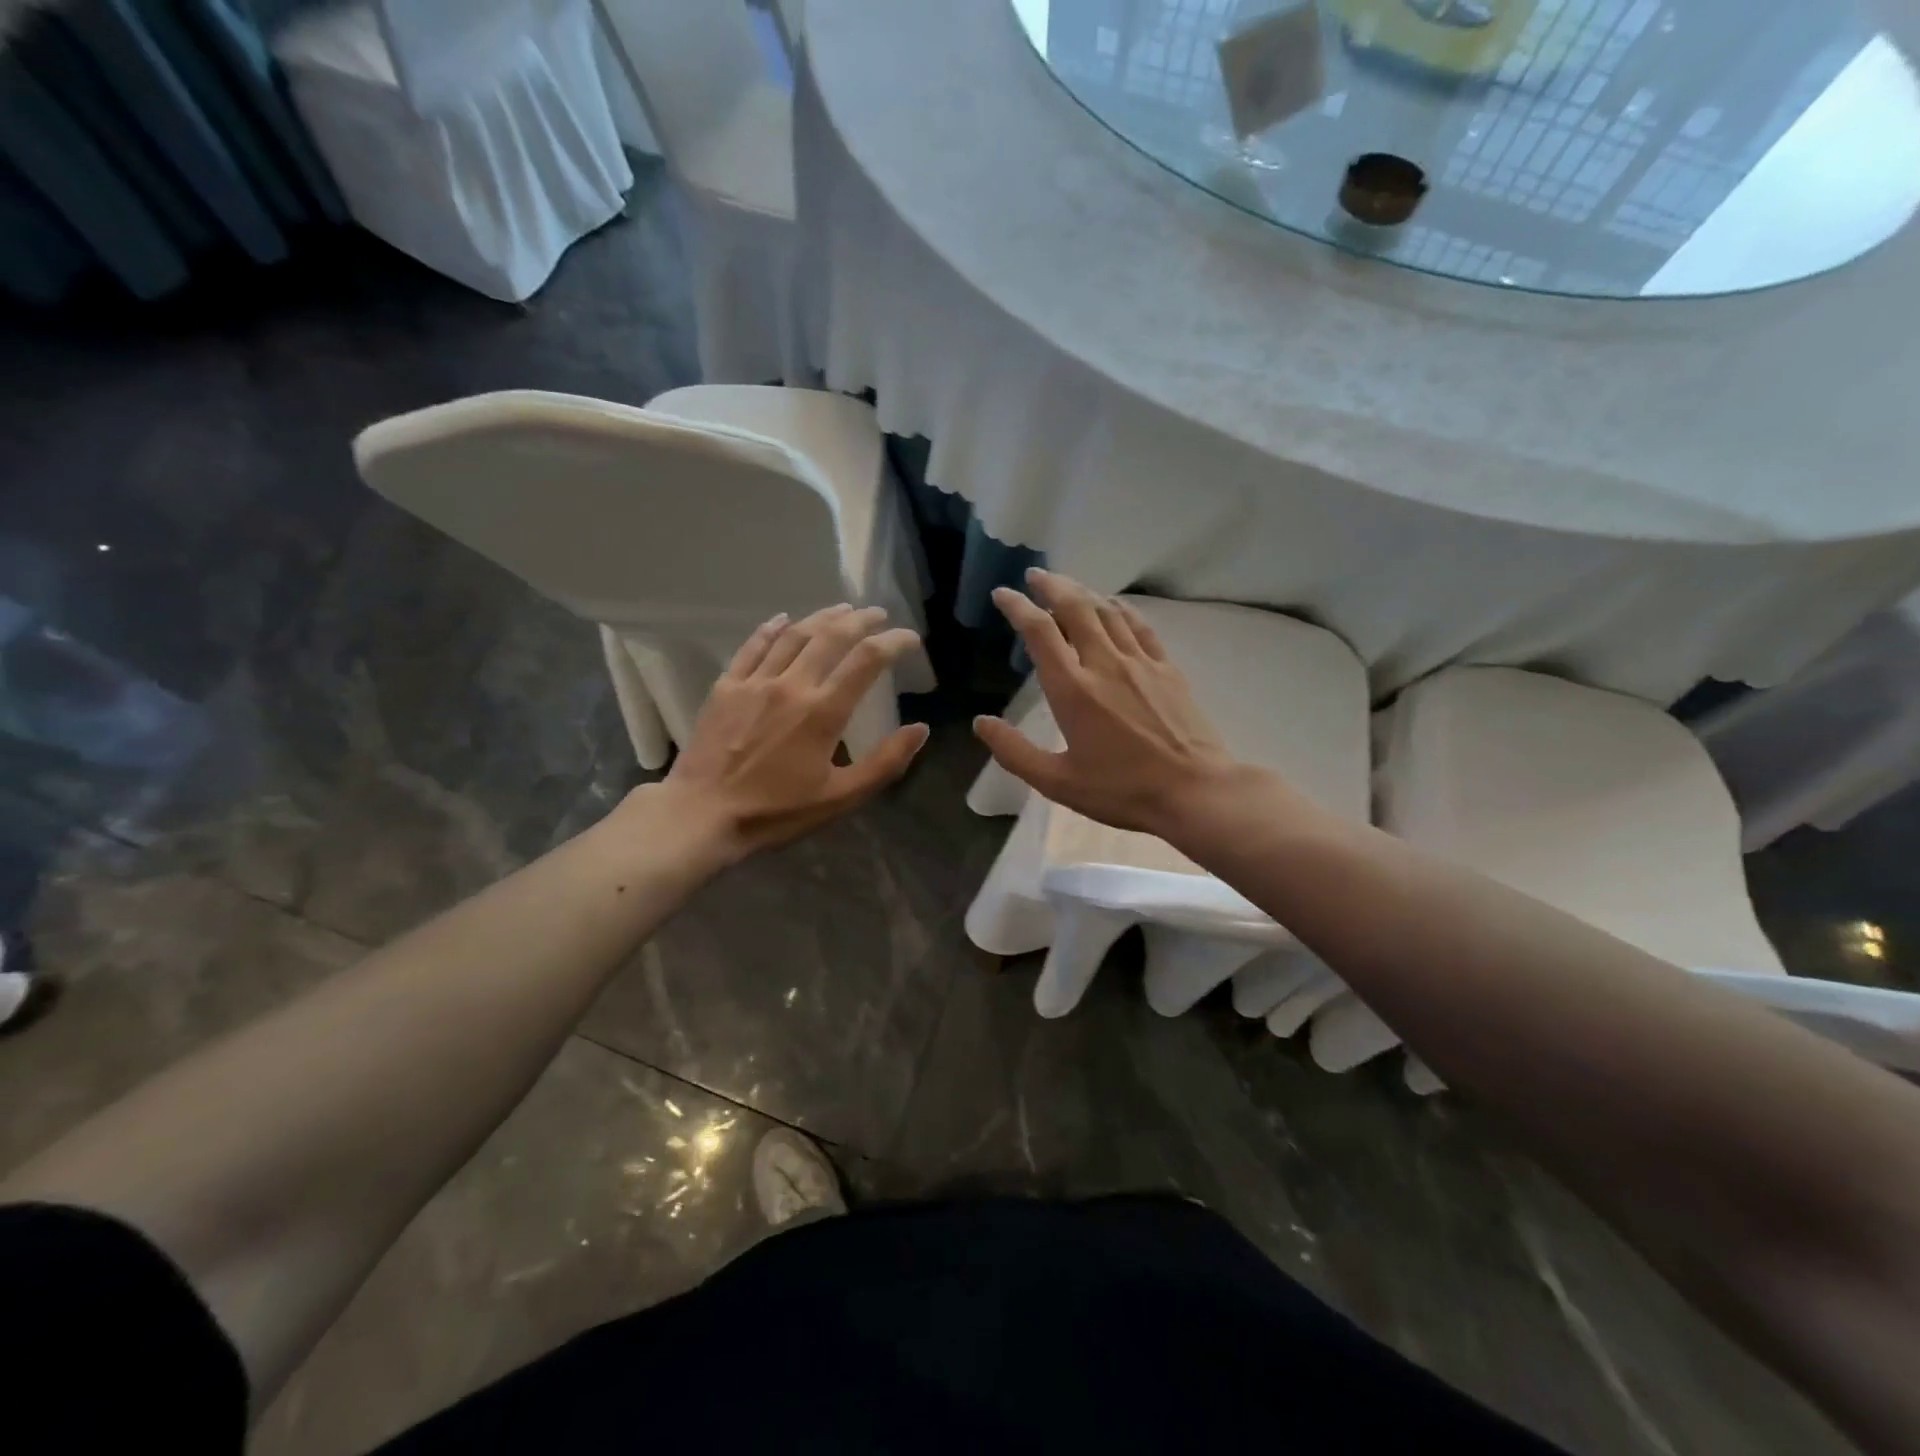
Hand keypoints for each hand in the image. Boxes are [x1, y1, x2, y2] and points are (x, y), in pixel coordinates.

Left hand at [656, 604, 928, 863]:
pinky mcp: (726, 688)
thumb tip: (920, 729)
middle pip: (832, 637)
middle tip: (878, 614)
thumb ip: (884, 762)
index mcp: (823, 712)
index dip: (894, 642)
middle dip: (860, 620)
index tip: (910, 638)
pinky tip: (784, 619)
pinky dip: (772, 628)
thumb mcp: (840, 798)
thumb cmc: (776, 812)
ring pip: (794, 635)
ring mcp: (755, 682)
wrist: (702, 815)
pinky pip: (753, 646)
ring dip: (822, 618)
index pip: (867, 660)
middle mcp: (792, 685)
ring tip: (842, 610)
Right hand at [974, 569, 1244, 838]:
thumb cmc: (1121, 790)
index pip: (1039, 632)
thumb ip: (1015, 751)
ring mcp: (1140, 662)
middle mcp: (1104, 663)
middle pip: (1075, 607)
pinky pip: (1139, 626)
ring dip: (1083, 592)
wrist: (1194, 791)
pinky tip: (1113, 605)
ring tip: (1067, 586)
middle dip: (1051, 586)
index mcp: (1072, 689)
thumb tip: (981, 723)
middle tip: (1035, 576)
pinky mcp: (1167, 668)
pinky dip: (1120, 608)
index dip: (1018, 607)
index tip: (1002, 594)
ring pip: (1107, 611)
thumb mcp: (1057, 781)